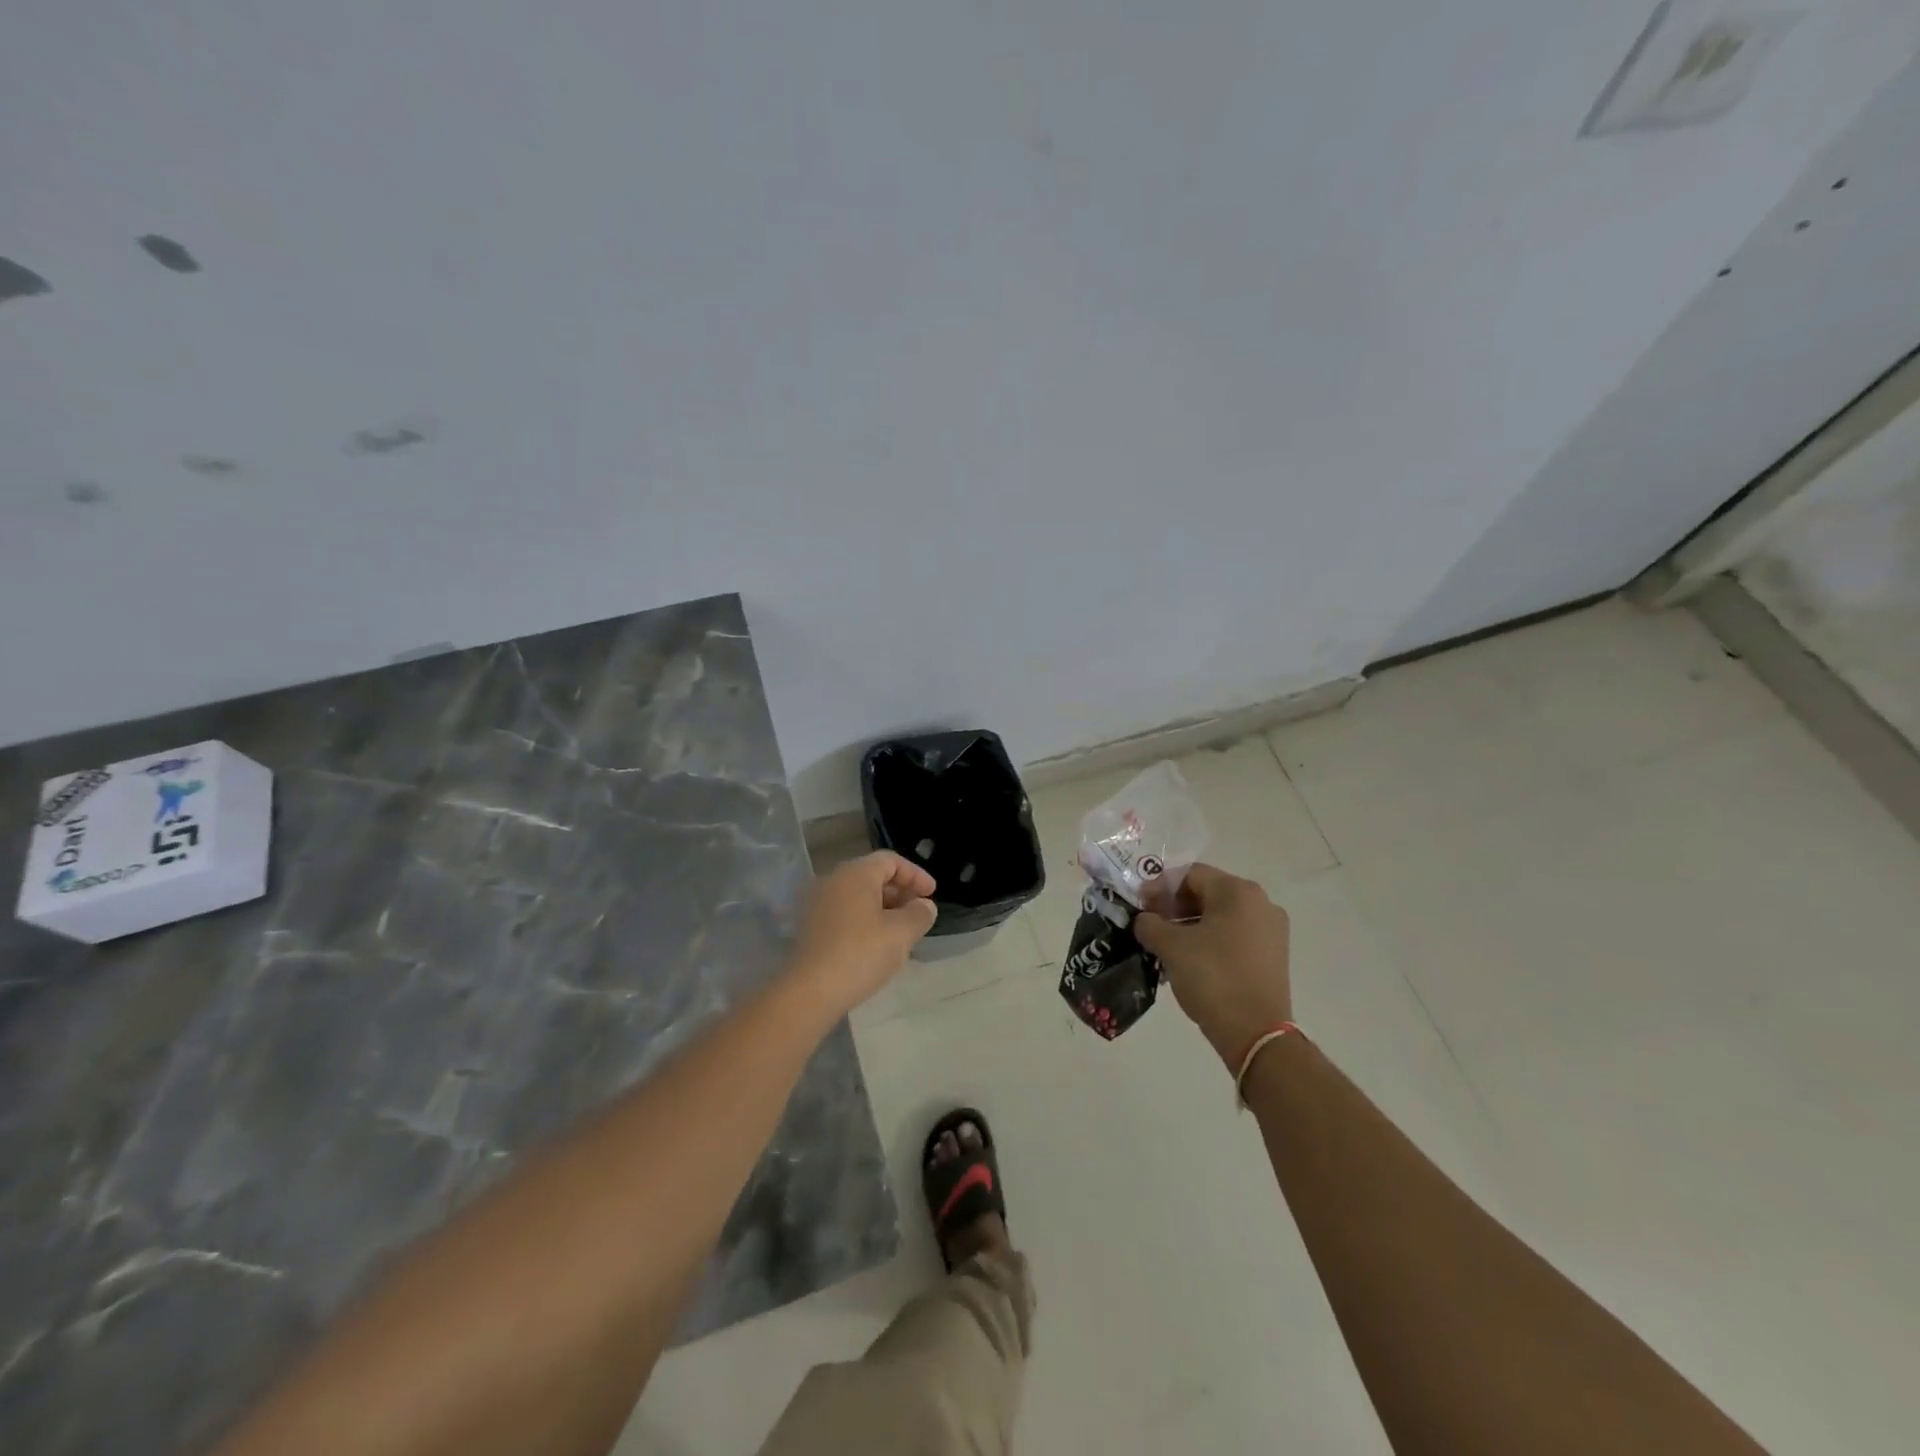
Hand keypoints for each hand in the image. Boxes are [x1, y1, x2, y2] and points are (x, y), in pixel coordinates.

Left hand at [786, 851, 937, 1017]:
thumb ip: (919, 914)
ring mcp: (817, 903)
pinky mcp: (809, 926)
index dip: (916, 875)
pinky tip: (876, 945)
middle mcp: (833, 880)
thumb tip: (924, 906)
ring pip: (857, 896)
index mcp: (856, 873)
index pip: (891, 861)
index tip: (932, 895)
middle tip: (918, 913)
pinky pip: (844, 912)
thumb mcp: (901, 933)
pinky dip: (864, 920)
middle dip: (900, 892)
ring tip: (901, 931)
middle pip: (872, 875)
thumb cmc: (861, 953)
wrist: (809, 991)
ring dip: (883, 908)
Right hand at [1135, 863, 1291, 1069]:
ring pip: (1219, 916)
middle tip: (1150, 926)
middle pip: (1207, 892)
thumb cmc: (1213, 978)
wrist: (1256, 1034)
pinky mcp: (1272, 955)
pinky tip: (1189, 961)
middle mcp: (1260, 903)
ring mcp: (1271, 930)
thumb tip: (1144, 920)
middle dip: (1174, 906)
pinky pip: (1233, 935)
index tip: (1140, 907)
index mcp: (1238, 891)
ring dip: (1189, 925)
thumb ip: (1149, 924)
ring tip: (1165, 947)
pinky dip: (1209, 940)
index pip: (1190, 874)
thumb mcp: (1171, 946)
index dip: (1159, 887)